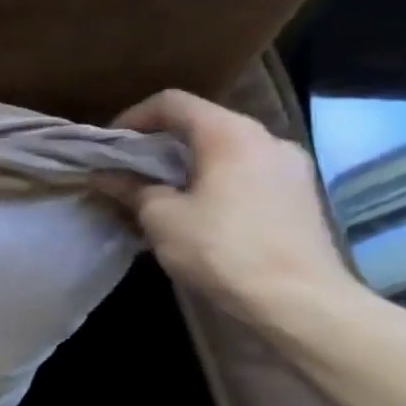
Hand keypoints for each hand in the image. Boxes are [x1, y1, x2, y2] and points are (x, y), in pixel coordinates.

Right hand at [93, 89, 354, 322]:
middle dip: (159, 143)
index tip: (111, 146)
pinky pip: (246, 172)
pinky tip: (198, 211)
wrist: (301, 303)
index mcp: (230, 134)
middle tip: (129, 170)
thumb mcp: (160, 217)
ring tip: (159, 192)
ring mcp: (290, 167)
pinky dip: (215, 180)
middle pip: (201, 123)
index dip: (134, 117)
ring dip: (188, 163)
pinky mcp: (300, 196)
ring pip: (225, 149)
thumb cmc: (222, 249)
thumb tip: (104, 176)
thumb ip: (131, 187)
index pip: (172, 102)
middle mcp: (266, 139)